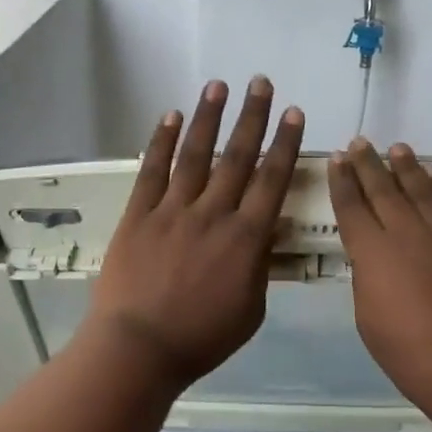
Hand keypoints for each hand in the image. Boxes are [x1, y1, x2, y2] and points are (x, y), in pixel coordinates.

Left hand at [83, 78, 305, 389]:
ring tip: (218, 85)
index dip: (284, 143)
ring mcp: (173, 210)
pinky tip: (171, 116)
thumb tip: (267, 229)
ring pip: (196, 155)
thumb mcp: (251, 309)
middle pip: (237, 156)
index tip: (293, 113)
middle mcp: (212, 213)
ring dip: (208, 117)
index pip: (271, 180)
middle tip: (261, 82)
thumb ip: (260, 264)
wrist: (138, 349)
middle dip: (252, 117)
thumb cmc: (201, 338)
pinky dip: (162, 142)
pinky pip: (153, 171)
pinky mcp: (139, 214)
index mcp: (245, 238)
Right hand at [328, 139, 431, 413]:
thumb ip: (368, 276)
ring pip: (421, 188)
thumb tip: (372, 256)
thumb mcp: (368, 318)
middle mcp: (407, 231)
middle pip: (383, 188)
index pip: (351, 206)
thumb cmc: (412, 355)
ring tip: (397, 149)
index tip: (337, 159)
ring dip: (406, 166)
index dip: (342, 181)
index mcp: (373, 252)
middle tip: (360, 142)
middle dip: (368, 164)